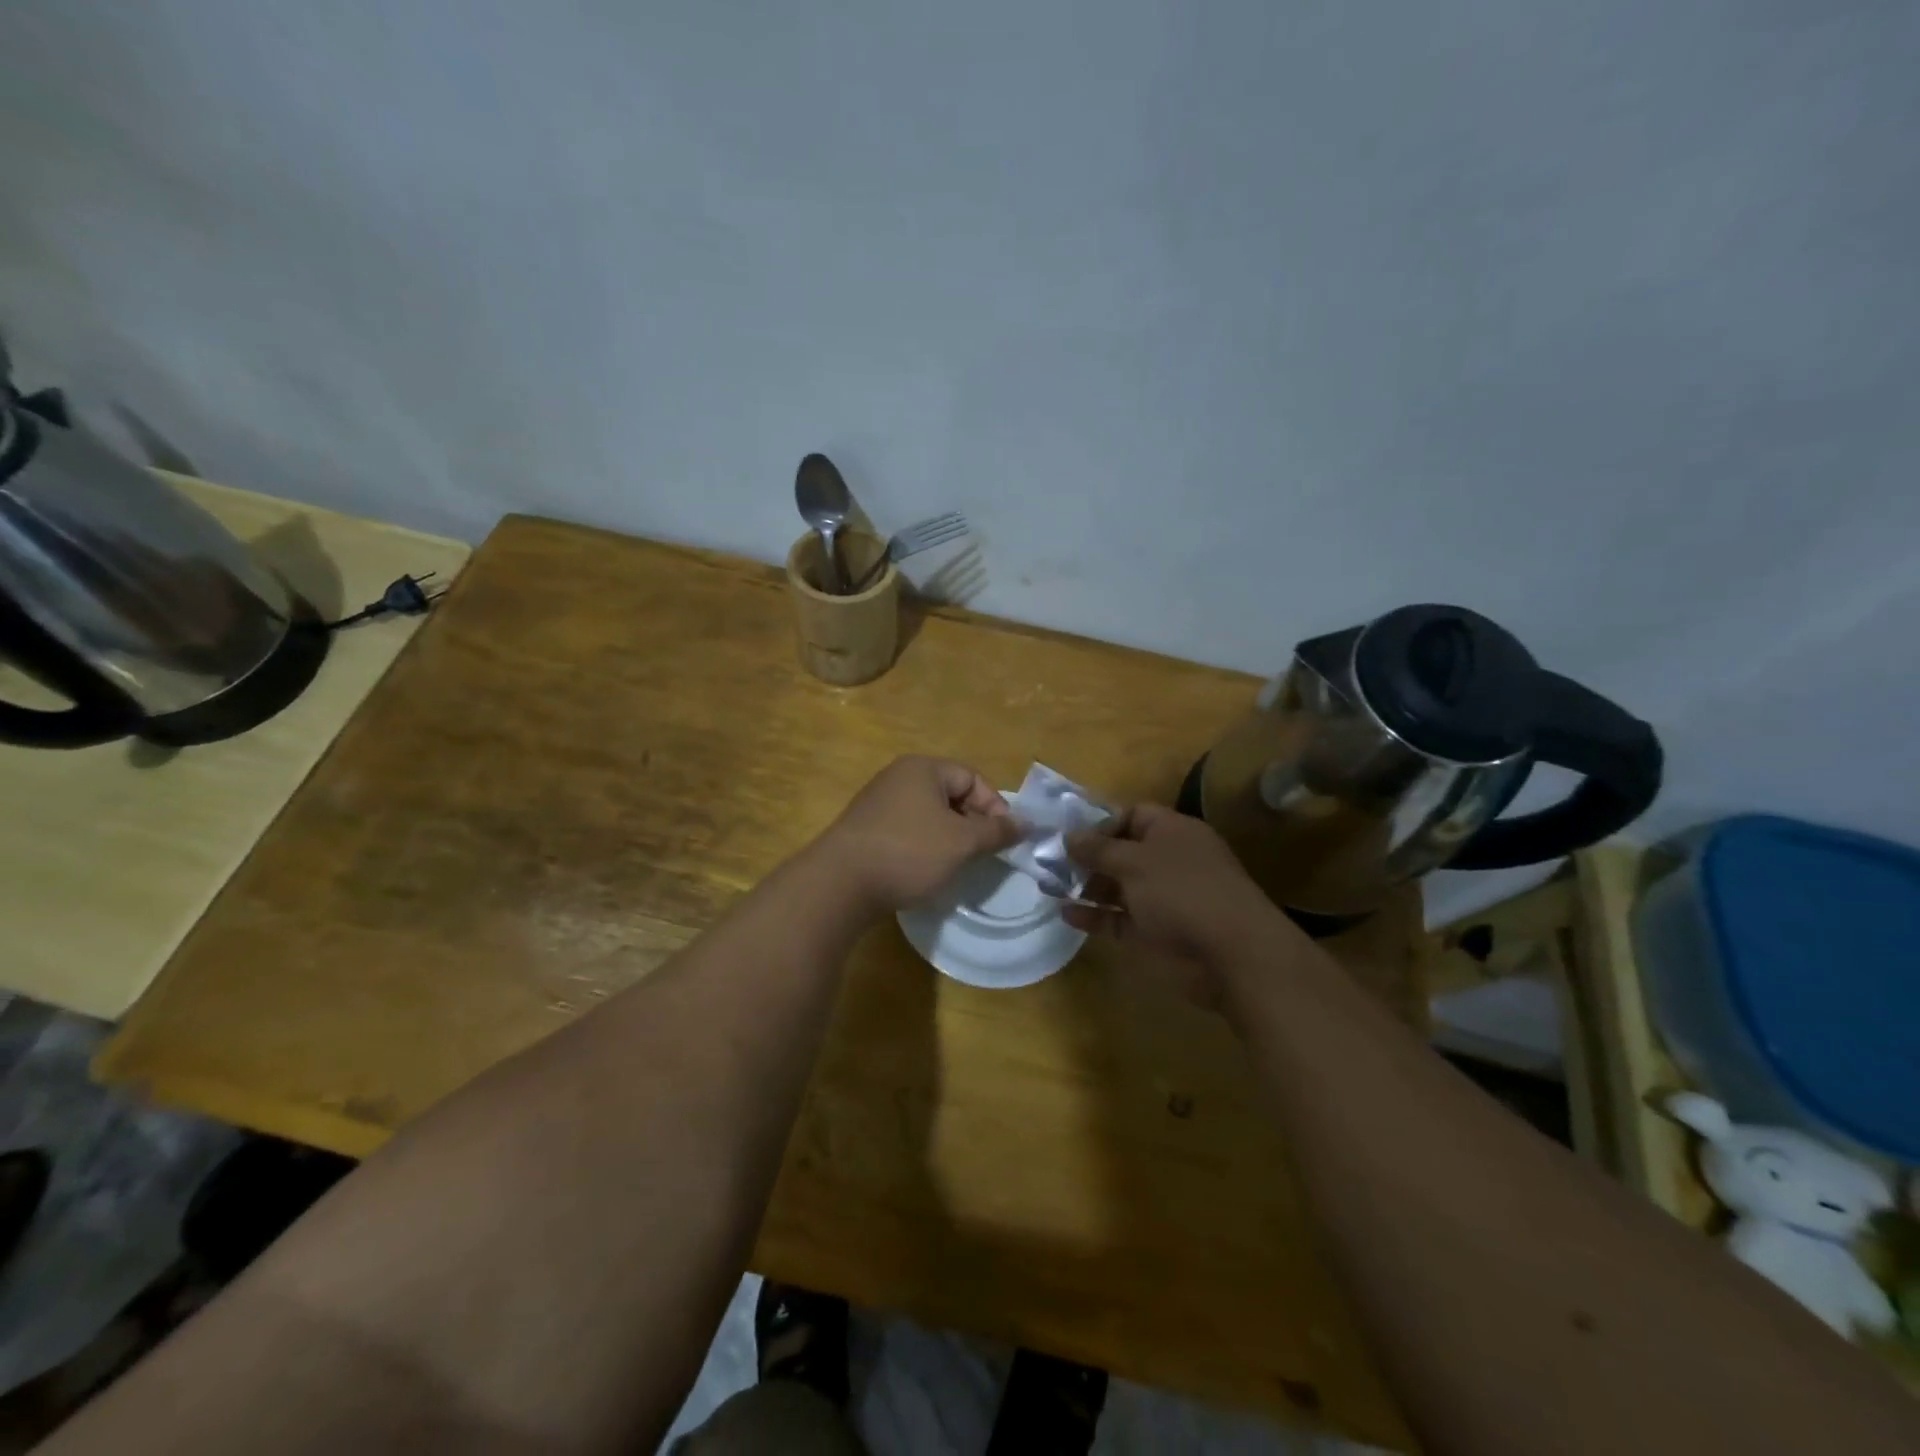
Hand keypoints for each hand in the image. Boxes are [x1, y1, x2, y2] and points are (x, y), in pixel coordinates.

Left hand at [819, 756, 1018, 912]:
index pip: (972, 778)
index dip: (994, 806)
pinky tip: (924, 871)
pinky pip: (907, 831)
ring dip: (948, 838)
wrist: (840, 883)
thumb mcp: (962, 843)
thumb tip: (1026, 823)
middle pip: (950, 795)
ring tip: (956, 865)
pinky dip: (922, 847)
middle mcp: (898, 777)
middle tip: (981, 854)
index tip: (1003, 840)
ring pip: (929, 816)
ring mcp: (877, 803)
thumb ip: (997, 831)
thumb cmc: (909, 852)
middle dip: (971, 824)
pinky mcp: (865, 829)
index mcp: (923, 768)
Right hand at [1063, 802, 1287, 966]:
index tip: (1066, 832)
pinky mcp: (1155, 932)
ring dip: (1085, 886)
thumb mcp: (1135, 862)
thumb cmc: (1183, 892)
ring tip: (1047, 885)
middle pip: (1121, 851)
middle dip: (1086, 856)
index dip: (1100, 821)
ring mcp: (1162, 898)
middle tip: (1047, 860)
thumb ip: (1098, 849)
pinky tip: (1065, 914)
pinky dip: (1095, 917)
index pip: (1132, 814)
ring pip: (1117, 887)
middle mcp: (1167, 861)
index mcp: (1172, 832)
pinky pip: (1119, 919)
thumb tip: (1069, 836)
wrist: (1232, 956)